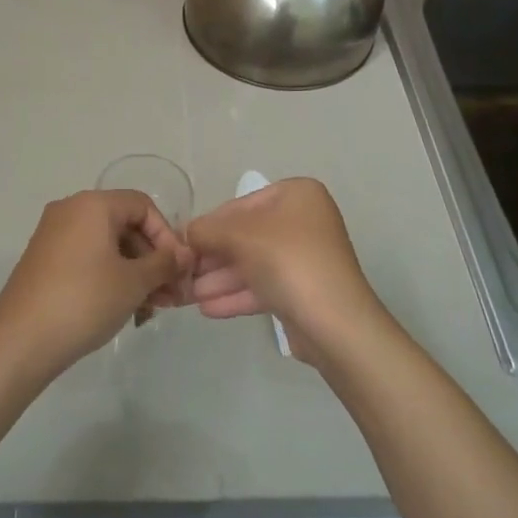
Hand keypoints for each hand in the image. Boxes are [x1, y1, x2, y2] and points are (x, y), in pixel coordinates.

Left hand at [0, 190, 192, 377]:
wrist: (22, 340)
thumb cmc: (85, 300)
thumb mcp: (134, 282)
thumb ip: (165, 263)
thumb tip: (184, 255)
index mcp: (92, 204)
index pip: (143, 206)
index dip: (167, 235)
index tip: (178, 270)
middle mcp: (70, 210)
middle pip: (125, 225)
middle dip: (152, 260)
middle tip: (171, 296)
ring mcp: (53, 236)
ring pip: (107, 246)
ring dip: (135, 273)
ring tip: (151, 309)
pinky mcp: (44, 261)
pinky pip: (87, 259)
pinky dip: (110, 277)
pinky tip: (124, 309)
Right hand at [185, 178, 392, 368]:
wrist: (335, 323)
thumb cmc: (287, 262)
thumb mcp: (239, 236)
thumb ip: (207, 230)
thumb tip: (187, 233)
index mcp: (296, 195)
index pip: (239, 205)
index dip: (208, 226)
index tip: (182, 246)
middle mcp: (303, 220)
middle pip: (245, 236)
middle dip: (212, 258)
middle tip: (182, 275)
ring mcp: (304, 257)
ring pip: (252, 263)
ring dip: (219, 279)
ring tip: (188, 296)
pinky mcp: (303, 290)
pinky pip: (263, 285)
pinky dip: (237, 294)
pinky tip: (208, 309)